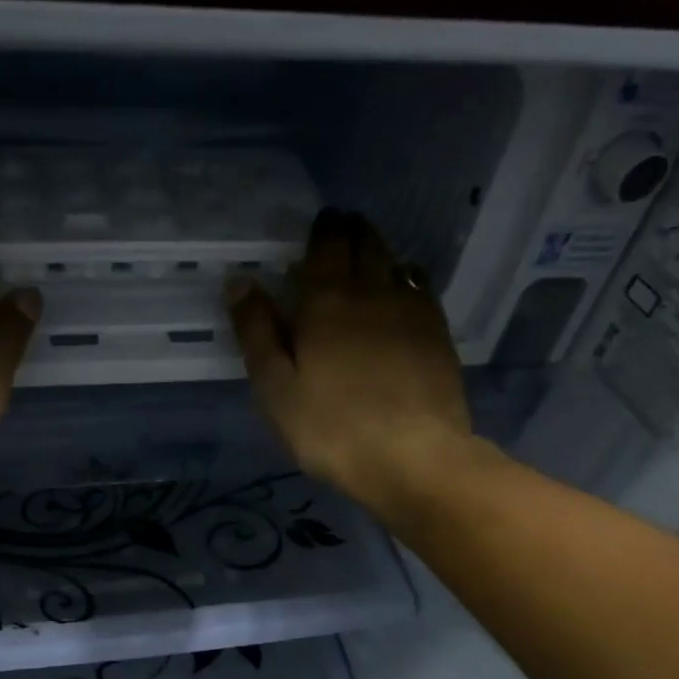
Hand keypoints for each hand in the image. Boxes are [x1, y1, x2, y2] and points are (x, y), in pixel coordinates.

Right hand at [227, 210, 479, 507]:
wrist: (412, 457)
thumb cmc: (330, 427)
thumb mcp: (275, 387)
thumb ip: (256, 332)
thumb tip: (240, 281)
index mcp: (327, 301)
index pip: (327, 245)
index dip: (323, 228)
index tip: (321, 221)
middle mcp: (373, 292)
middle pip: (366, 244)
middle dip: (353, 230)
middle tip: (343, 228)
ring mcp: (412, 311)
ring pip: (397, 262)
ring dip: (381, 250)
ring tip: (371, 253)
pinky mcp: (438, 335)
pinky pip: (422, 289)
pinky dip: (409, 277)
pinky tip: (404, 288)